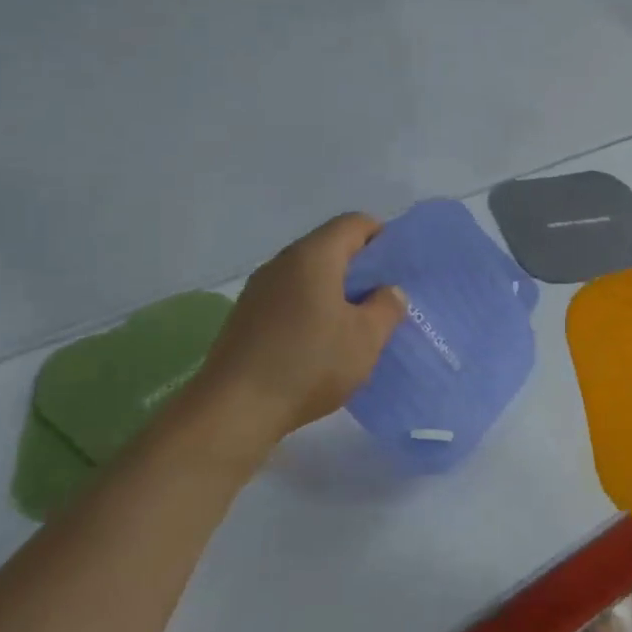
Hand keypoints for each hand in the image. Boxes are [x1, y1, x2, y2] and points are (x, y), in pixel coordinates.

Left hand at [185, 213, 406, 462]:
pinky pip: (289, 296)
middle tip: (382, 299)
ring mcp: (259, 288)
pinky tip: (319, 341)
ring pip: (308, 274)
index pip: (354, 223)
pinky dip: (310, 307)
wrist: (235, 408)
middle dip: (359, 268)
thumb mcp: (365, 339)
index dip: (382, 238)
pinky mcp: (246, 315)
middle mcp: (283, 261)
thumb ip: (386, 307)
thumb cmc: (309, 364)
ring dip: (334, 290)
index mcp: (314, 256)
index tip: (397, 269)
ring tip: (354, 324)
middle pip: (329, 247)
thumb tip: (388, 290)